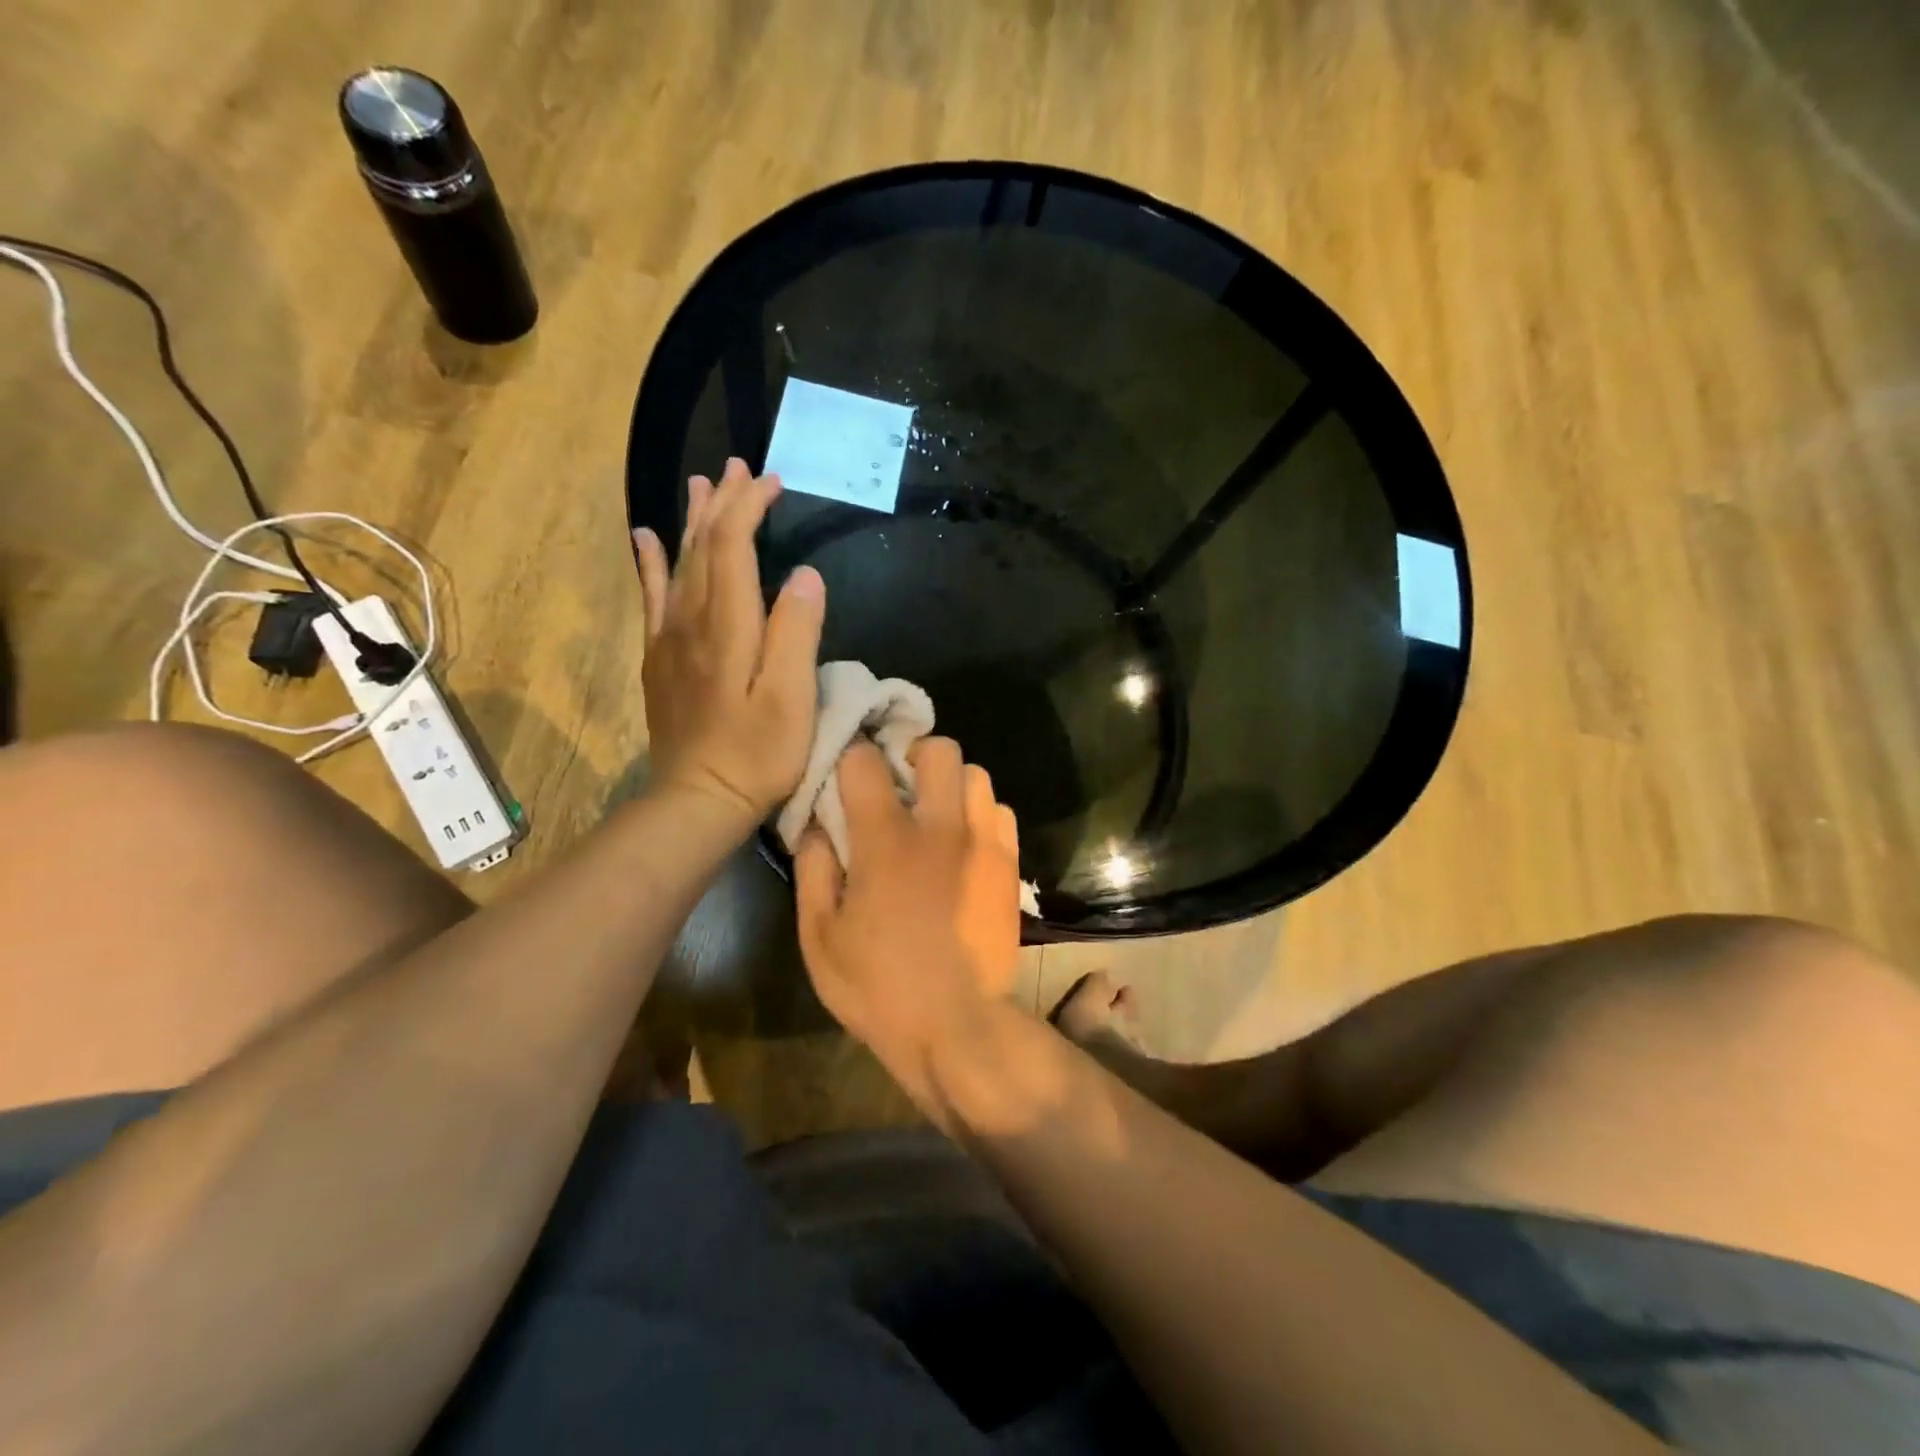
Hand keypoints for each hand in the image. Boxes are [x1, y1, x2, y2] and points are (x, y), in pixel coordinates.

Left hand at [633, 458, 824, 824]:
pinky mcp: (661, 659)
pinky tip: (644, 539)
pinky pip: (652, 597)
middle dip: (723, 503)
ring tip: (700, 485)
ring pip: (678, 563)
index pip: (733, 546)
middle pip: (703, 546)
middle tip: (739, 467)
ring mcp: (670, 639)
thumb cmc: (757, 754)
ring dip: (691, 521)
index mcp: (728, 625)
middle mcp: (692, 620)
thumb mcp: (792, 698)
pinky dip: (648, 562)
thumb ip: (797, 632)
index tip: (772, 481)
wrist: (699, 798)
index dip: (750, 507)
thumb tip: (805, 574)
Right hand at [794, 738, 1022, 1112]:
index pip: (866, 760)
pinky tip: (964, 842)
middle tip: (899, 785)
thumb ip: (813, 869)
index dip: (851, 759)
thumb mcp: (819, 937)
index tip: (846, 775)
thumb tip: (816, 823)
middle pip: (939, 749)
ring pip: (976, 774)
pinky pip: (1000, 811)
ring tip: (934, 813)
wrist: (958, 1027)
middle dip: (913, 754)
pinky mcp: (1009, 864)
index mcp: (887, 841)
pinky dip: (980, 813)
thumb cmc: (878, 987)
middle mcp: (941, 828)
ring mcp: (983, 843)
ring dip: (950, 783)